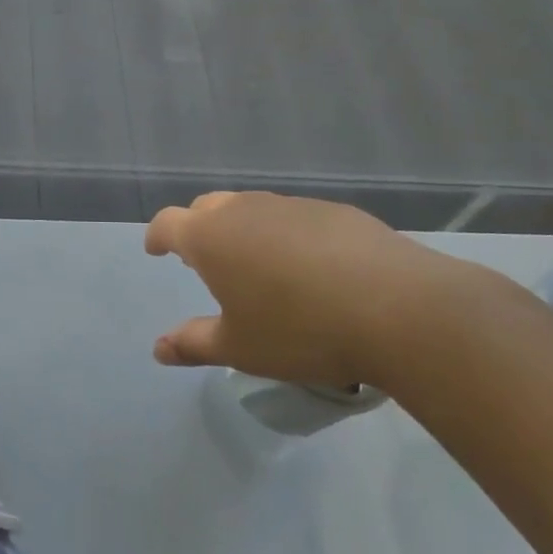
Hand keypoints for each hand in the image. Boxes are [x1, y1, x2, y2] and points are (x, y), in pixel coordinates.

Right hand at [145, 192, 474, 388]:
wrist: (396, 308)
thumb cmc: (300, 330)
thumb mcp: (241, 348)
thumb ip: (194, 343)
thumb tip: (158, 348)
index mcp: (211, 237)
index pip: (168, 223)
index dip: (157, 236)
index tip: (156, 250)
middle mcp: (244, 209)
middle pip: (207, 208)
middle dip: (198, 228)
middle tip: (205, 260)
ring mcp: (290, 205)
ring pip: (251, 209)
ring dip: (243, 230)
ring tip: (258, 266)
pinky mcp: (332, 210)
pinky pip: (293, 217)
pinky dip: (286, 235)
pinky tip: (310, 267)